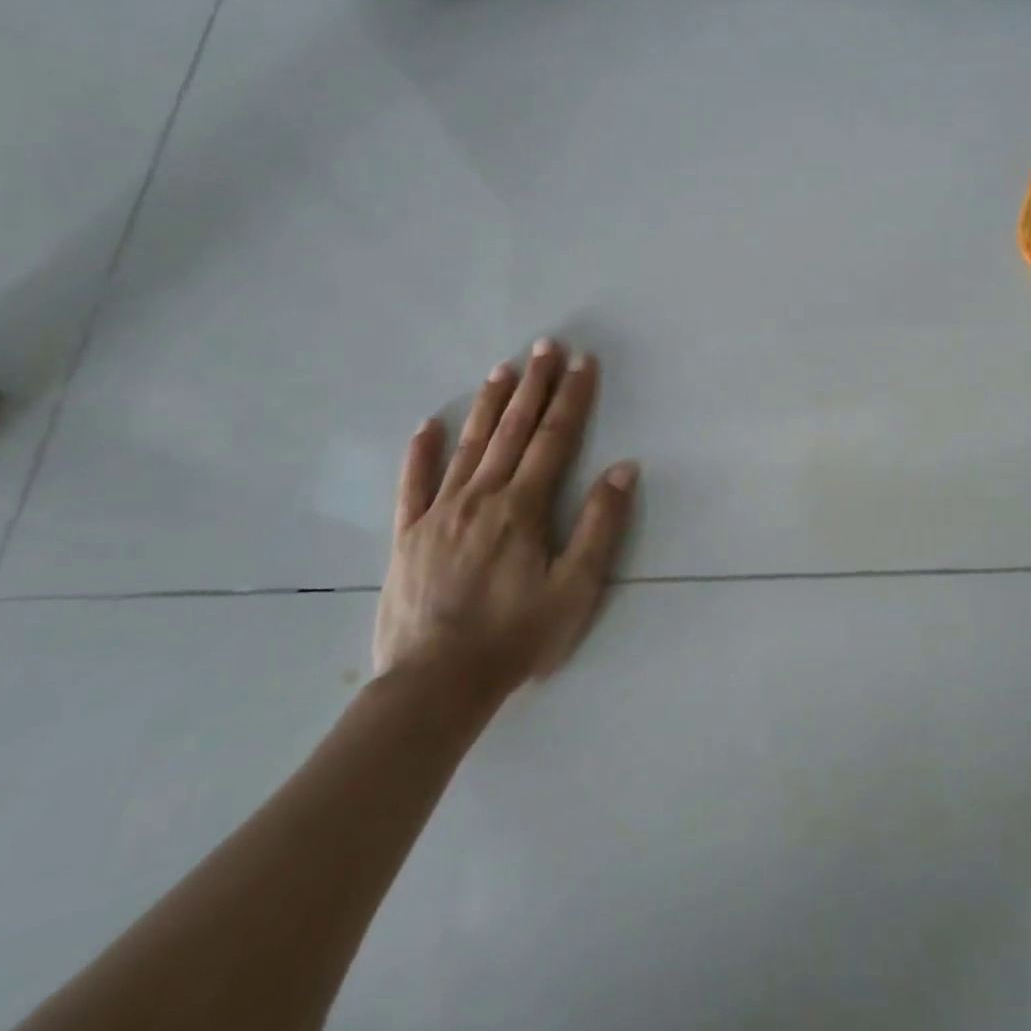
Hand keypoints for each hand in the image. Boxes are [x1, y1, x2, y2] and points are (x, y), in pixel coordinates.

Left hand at [374, 341, 637, 699]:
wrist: (435, 685)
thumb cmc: (516, 637)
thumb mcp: (575, 589)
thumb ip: (600, 526)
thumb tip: (623, 469)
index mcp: (522, 507)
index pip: (553, 439)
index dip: (571, 398)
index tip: (582, 362)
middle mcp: (480, 497)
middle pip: (511, 430)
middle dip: (533, 385)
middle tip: (544, 345)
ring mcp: (438, 514)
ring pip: (467, 446)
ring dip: (487, 405)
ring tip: (502, 369)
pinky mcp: (407, 536)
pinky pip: (413, 485)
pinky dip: (421, 453)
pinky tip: (427, 425)